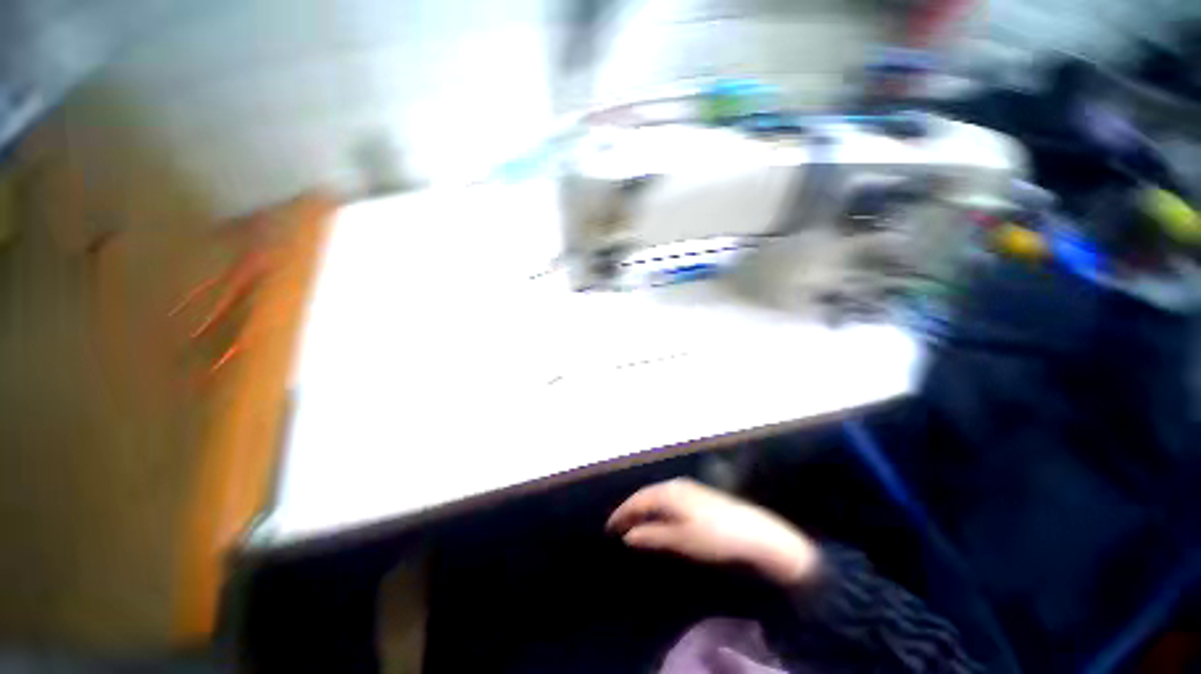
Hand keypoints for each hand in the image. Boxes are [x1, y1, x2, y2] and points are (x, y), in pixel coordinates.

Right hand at [606, 478, 820, 584]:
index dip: (622, 514)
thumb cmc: (712, 536)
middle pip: (646, 495)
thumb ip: (652, 536)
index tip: (609, 528)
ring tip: (634, 523)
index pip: (638, 500)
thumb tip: (628, 535)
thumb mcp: (680, 539)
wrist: (752, 530)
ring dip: (643, 508)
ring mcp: (687, 487)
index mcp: (668, 493)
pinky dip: (656, 507)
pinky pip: (667, 496)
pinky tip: (657, 517)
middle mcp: (674, 484)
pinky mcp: (696, 493)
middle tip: (618, 526)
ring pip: (657, 495)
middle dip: (630, 509)